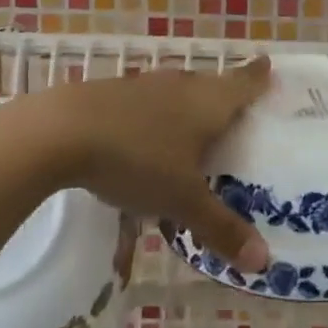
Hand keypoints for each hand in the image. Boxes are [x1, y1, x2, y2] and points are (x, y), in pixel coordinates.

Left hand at [30, 58, 272, 271]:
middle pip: (210, 85)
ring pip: (176, 93)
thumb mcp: (182, 200)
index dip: (258, 76)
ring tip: (192, 132)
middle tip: (237, 115)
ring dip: (186, 108)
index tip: (268, 65)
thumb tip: (264, 262)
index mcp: (207, 102)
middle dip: (224, 97)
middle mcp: (179, 86)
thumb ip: (221, 228)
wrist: (59, 132)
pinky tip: (142, 145)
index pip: (243, 82)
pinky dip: (153, 119)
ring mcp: (142, 86)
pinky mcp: (110, 95)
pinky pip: (145, 105)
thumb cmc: (136, 158)